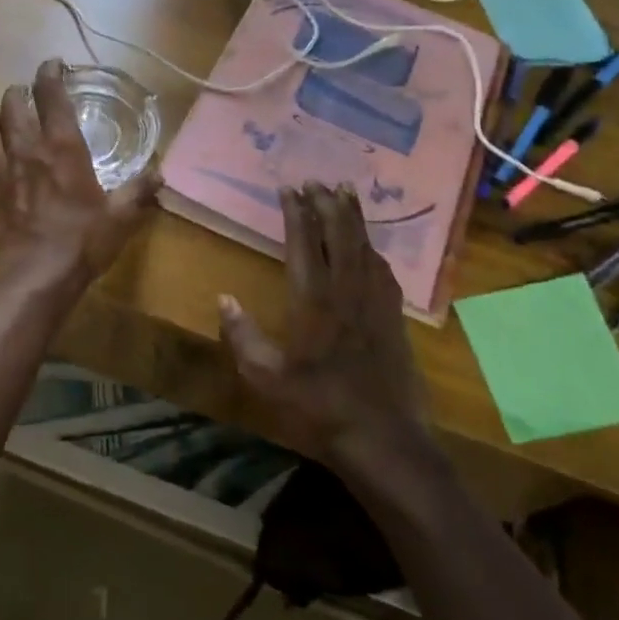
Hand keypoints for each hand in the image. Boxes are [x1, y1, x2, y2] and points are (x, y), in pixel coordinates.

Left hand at [0, 58, 161, 291]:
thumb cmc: (82, 240)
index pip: (51, 93)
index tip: (53, 65)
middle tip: (26, 101)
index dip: (50, 72)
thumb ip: (140, 190)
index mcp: (61, 146)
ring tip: (1, 134)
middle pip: (10, 103)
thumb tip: (160, 174)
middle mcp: (24, 147)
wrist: (36, 276)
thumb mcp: (121, 215)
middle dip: (17, 96)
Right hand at [218, 183, 431, 470]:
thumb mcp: (267, 378)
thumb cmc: (319, 407)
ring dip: (354, 218)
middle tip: (319, 180)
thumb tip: (224, 299)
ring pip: (365, 247)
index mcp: (313, 301)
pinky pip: (384, 271)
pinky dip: (374, 249)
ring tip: (346, 193)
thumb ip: (243, 336)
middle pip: (339, 235)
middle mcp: (347, 292)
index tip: (290, 188)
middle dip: (328, 204)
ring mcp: (375, 304)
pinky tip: (371, 247)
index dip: (297, 213)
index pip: (303, 244)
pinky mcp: (394, 319)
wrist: (383, 439)